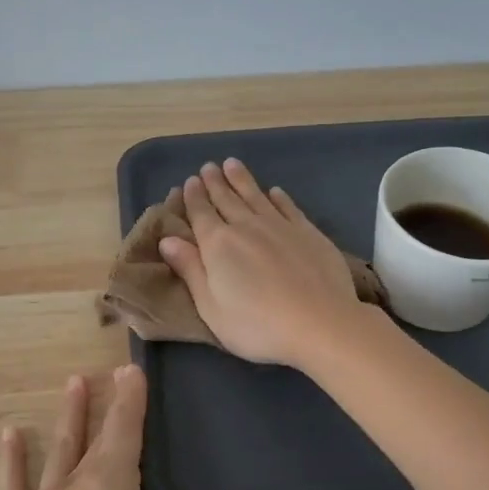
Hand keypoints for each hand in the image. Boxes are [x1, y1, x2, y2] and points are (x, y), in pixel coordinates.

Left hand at [0, 367, 250, 489]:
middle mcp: (74, 488)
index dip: (131, 399)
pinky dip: (13, 459)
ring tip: (71, 382)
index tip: (132, 368)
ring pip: (58, 451)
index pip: (125, 433)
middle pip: (93, 436)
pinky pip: (14, 485)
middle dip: (105, 403)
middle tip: (109, 370)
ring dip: (67, 417)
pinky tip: (9, 435)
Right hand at [158, 158, 365, 367]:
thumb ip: (191, 270)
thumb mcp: (211, 307)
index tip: (190, 181)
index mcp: (217, 245)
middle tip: (208, 167)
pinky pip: (288, 207)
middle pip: (226, 199)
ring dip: (242, 180)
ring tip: (232, 164)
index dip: (193, 197)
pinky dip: (278, 197)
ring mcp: (280, 226)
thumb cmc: (257, 324)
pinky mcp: (308, 232)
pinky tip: (275, 191)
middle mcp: (246, 227)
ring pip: (255, 196)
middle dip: (215, 182)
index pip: (200, 214)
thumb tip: (168, 240)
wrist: (320, 323)